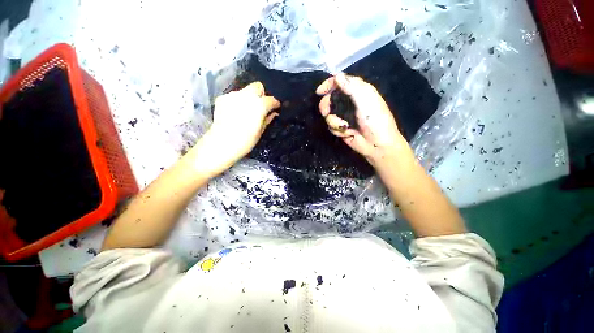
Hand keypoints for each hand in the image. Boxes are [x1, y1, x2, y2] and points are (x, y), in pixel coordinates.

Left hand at [195, 82, 279, 174]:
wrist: (221, 144)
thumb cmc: (245, 141)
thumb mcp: (260, 132)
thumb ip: (267, 119)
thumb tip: (273, 113)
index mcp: (259, 105)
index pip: (271, 99)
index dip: (275, 104)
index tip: (275, 108)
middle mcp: (246, 96)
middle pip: (257, 86)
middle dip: (261, 94)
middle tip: (261, 106)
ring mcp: (232, 96)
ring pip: (245, 91)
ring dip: (249, 98)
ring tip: (246, 111)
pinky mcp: (222, 99)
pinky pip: (234, 96)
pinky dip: (237, 102)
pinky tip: (235, 113)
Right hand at [316, 74, 408, 170]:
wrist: (376, 144)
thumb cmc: (375, 121)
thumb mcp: (366, 101)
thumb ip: (351, 88)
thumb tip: (337, 76)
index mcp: (358, 91)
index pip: (340, 82)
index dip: (328, 84)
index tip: (319, 92)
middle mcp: (349, 102)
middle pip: (330, 98)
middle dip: (326, 106)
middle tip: (326, 112)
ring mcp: (344, 116)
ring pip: (329, 114)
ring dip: (334, 122)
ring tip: (345, 127)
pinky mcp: (341, 127)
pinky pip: (331, 126)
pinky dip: (337, 130)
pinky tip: (348, 133)